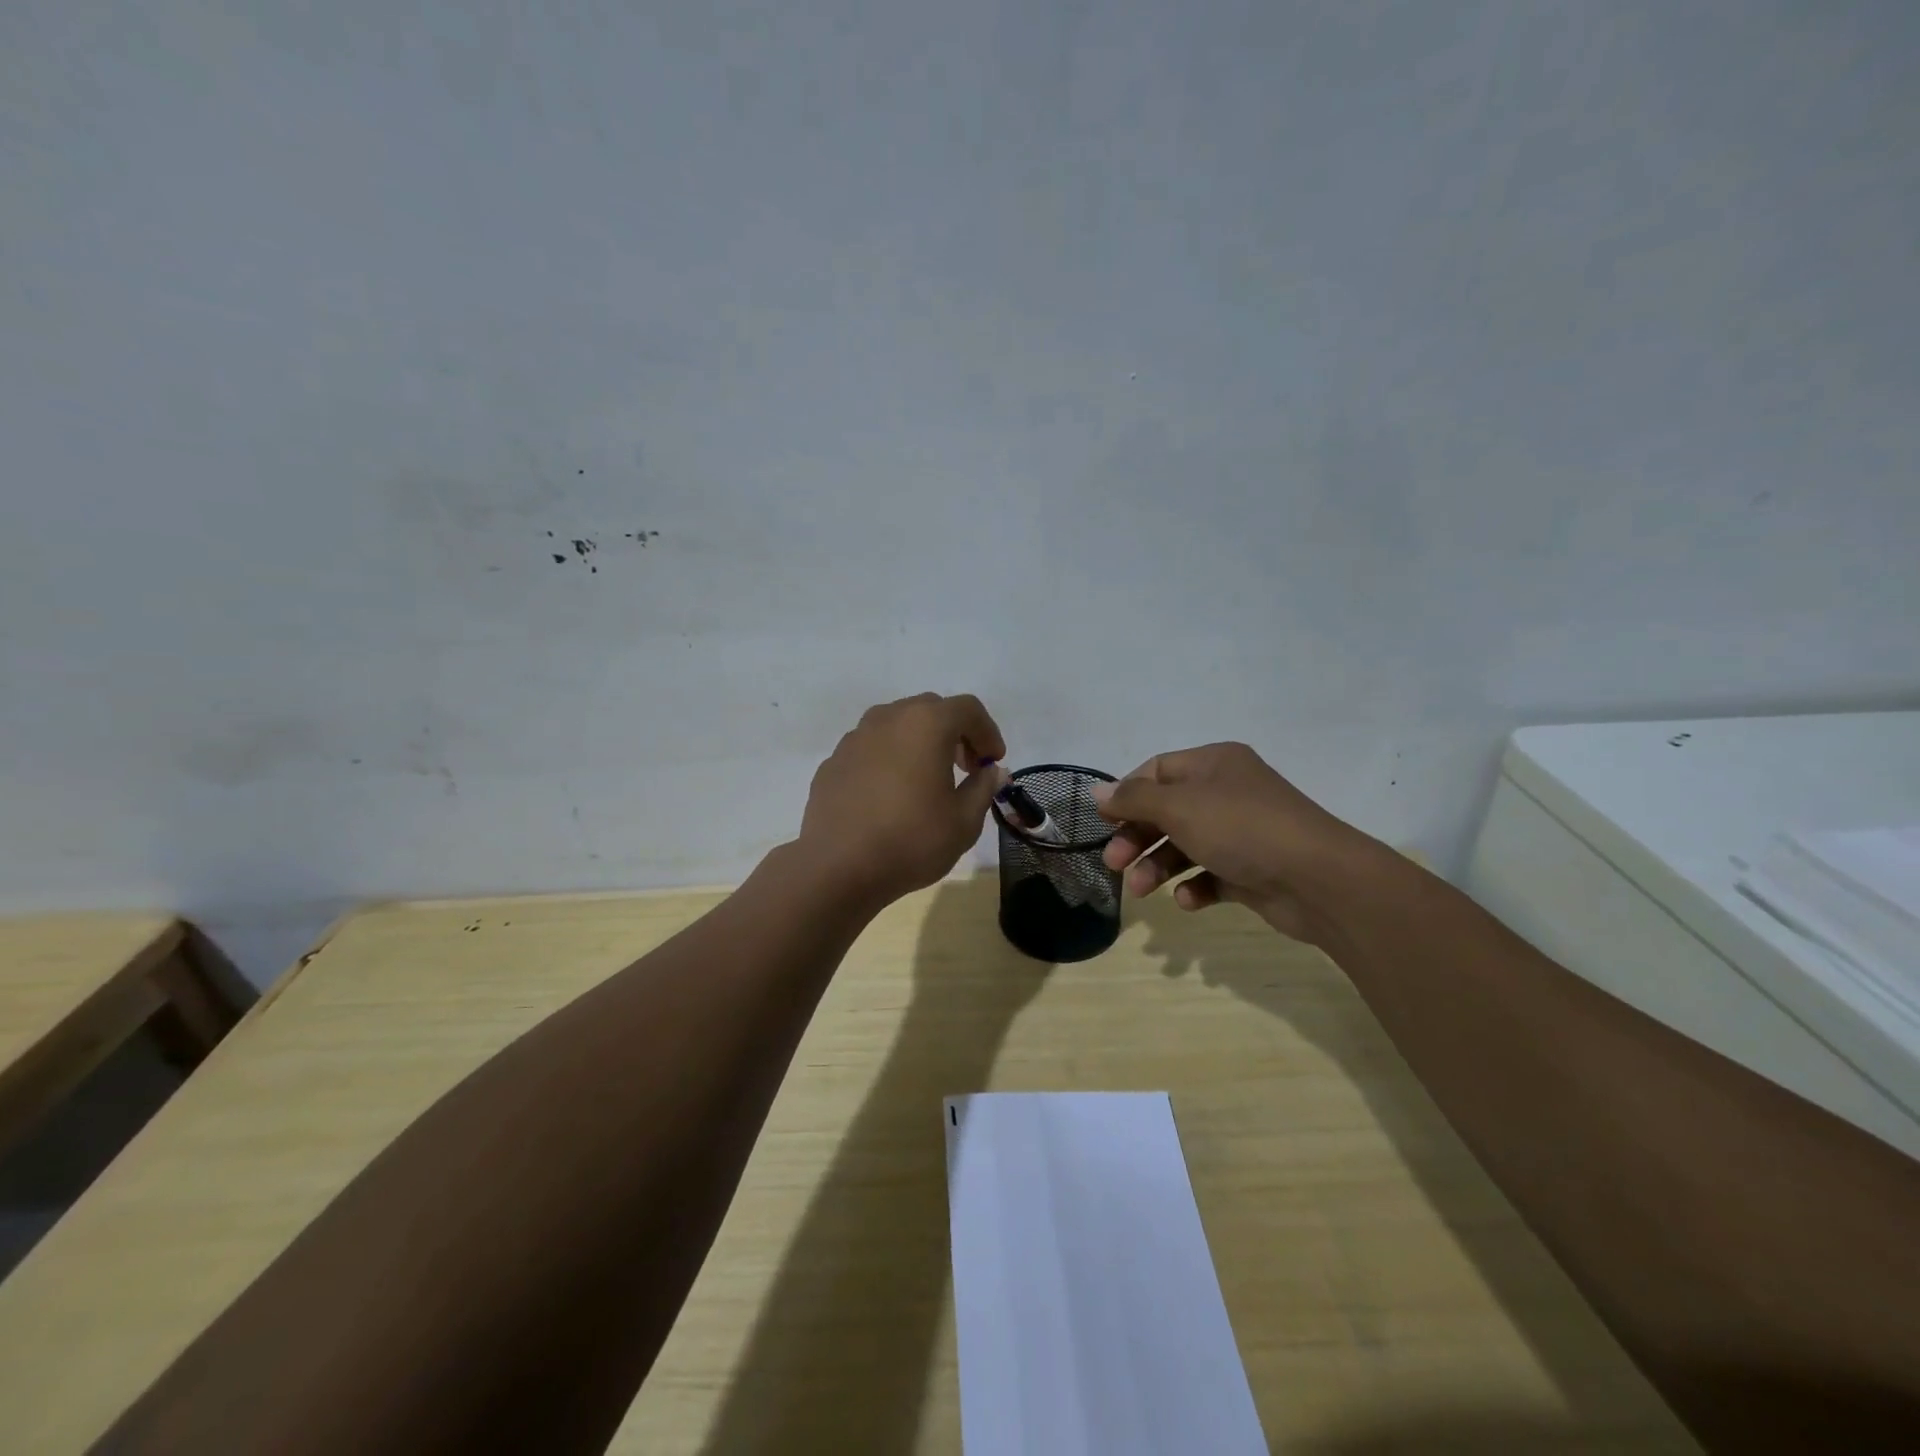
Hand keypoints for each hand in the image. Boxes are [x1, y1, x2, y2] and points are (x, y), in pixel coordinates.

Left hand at [799, 693, 1008, 908]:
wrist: (838, 867)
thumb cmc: (911, 840)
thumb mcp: (964, 821)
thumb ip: (983, 788)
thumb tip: (991, 771)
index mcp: (926, 724)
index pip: (968, 709)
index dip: (988, 732)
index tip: (993, 762)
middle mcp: (888, 718)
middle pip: (931, 710)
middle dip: (954, 733)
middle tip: (966, 768)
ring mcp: (855, 738)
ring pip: (896, 725)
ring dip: (919, 742)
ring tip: (927, 778)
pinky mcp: (833, 761)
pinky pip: (870, 748)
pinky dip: (889, 759)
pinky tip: (891, 794)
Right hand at [1093, 742, 1381, 944]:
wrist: (1320, 880)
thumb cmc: (1241, 829)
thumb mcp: (1179, 807)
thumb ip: (1134, 799)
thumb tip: (1098, 792)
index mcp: (1214, 763)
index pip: (1157, 770)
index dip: (1127, 795)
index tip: (1104, 823)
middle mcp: (1227, 792)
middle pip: (1167, 811)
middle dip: (1137, 837)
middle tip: (1114, 864)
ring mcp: (1242, 832)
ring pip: (1186, 845)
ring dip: (1158, 866)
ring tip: (1141, 891)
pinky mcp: (1252, 869)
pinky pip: (1212, 874)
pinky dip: (1194, 886)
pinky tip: (1188, 899)